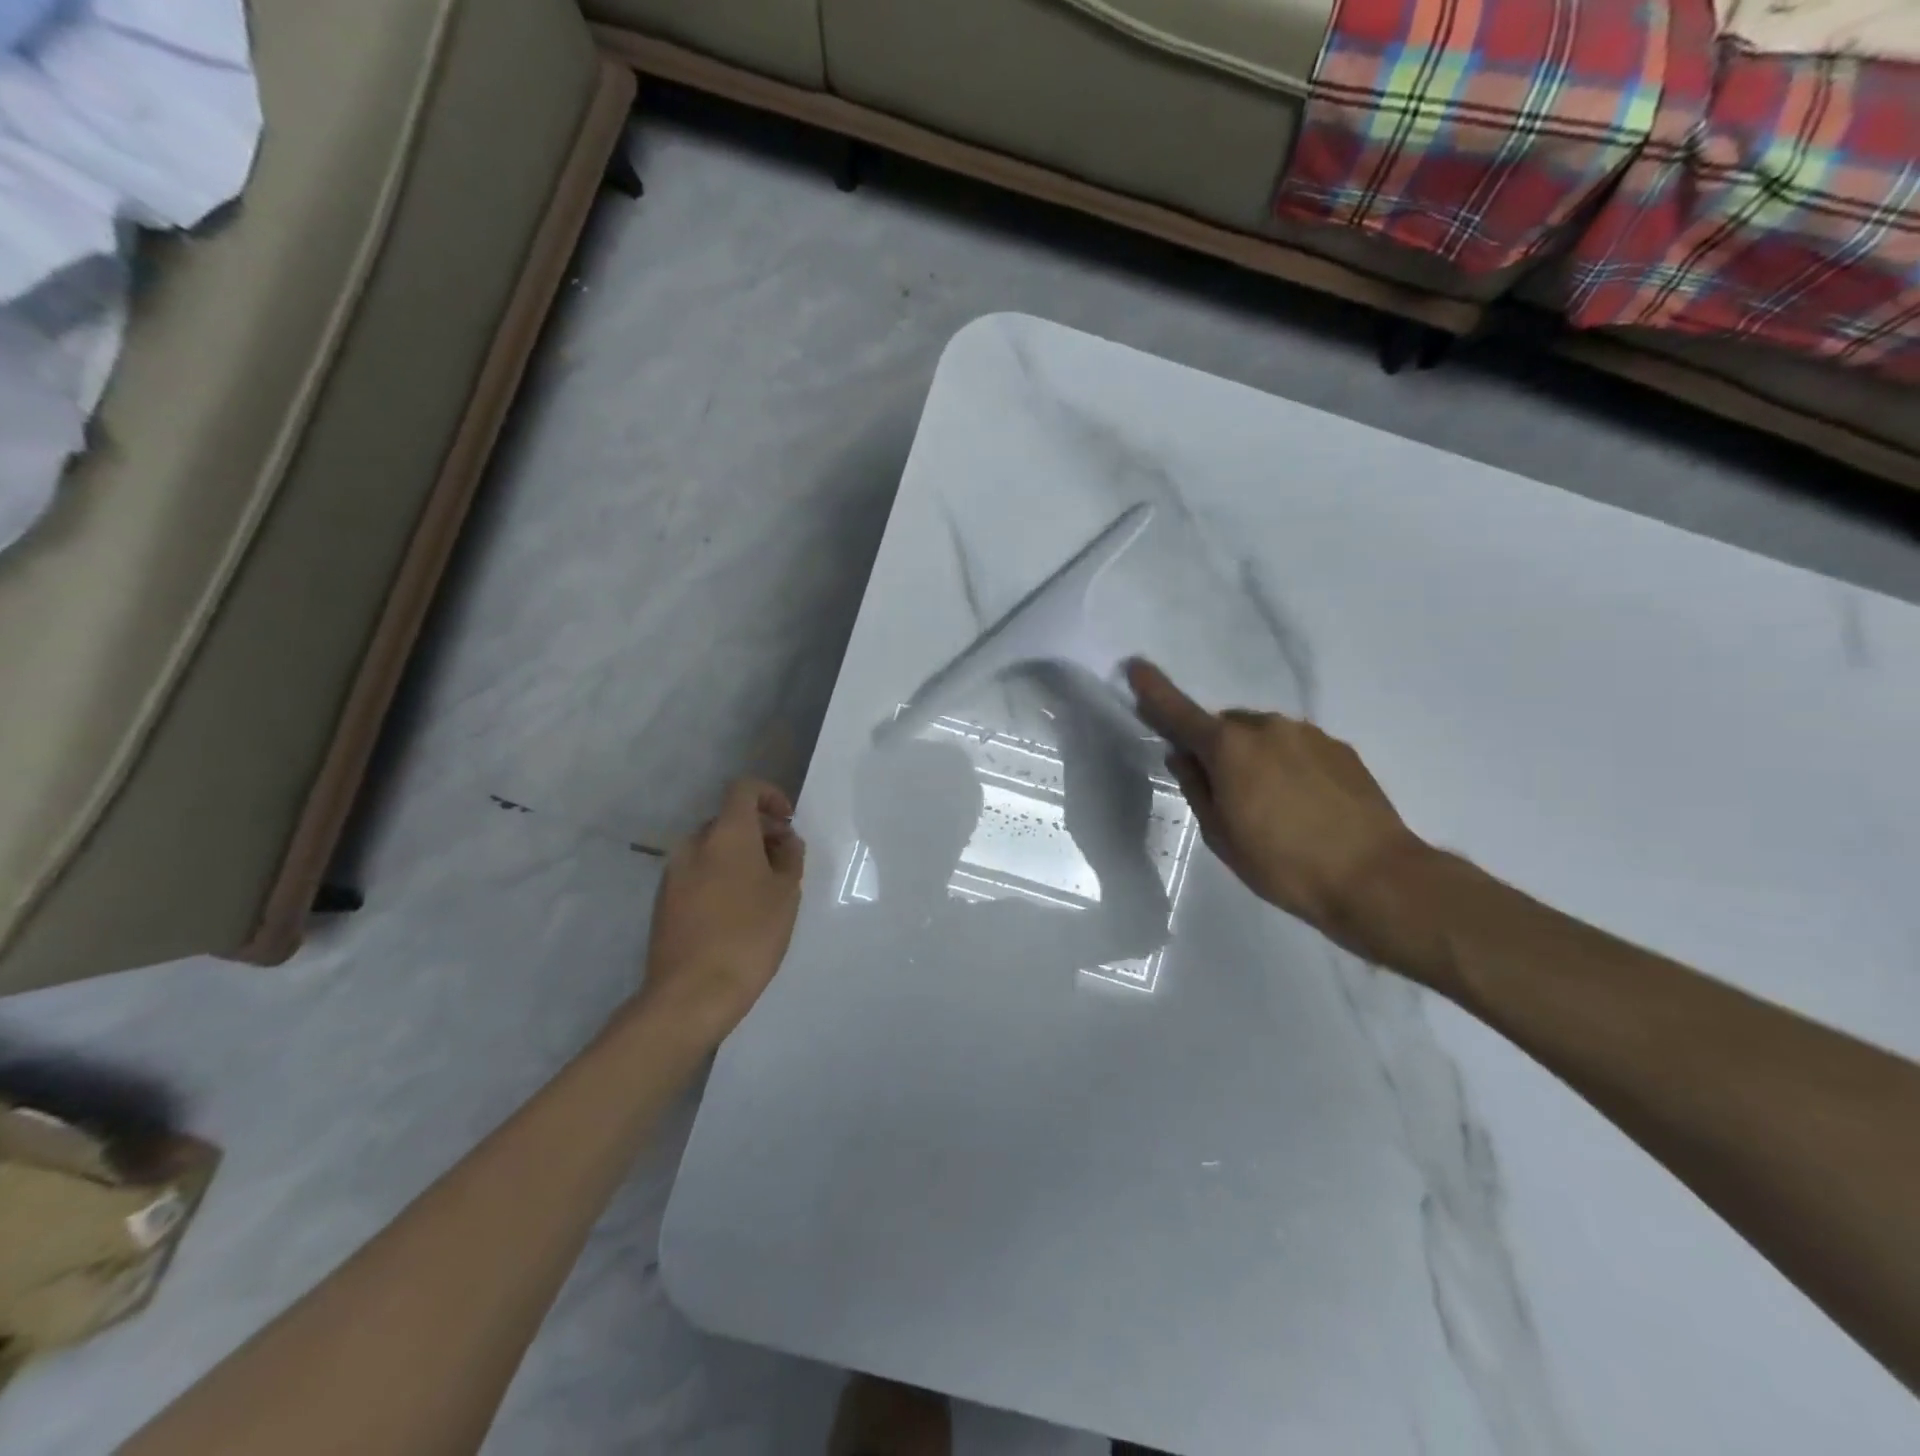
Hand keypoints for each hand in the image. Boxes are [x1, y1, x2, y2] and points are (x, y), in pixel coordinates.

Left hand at [637, 779, 805, 1044]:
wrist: (691, 994)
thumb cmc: (748, 936)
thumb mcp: (786, 894)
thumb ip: (789, 857)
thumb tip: (784, 840)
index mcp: (726, 834)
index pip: (744, 789)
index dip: (770, 795)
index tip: (788, 821)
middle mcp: (693, 844)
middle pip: (728, 820)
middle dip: (758, 831)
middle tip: (784, 860)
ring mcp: (673, 873)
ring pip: (712, 848)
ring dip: (739, 855)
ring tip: (763, 889)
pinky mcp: (664, 901)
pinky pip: (698, 872)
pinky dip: (719, 876)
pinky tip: (737, 911)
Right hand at [1127, 660, 1424, 947]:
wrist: (1375, 877)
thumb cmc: (1283, 864)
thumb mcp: (1222, 835)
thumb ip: (1197, 788)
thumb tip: (1183, 756)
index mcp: (1229, 748)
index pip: (1179, 713)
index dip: (1154, 691)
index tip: (1135, 666)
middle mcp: (1268, 728)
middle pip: (1226, 727)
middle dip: (1217, 749)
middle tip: (1224, 793)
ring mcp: (1308, 735)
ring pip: (1264, 737)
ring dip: (1255, 758)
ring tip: (1270, 807)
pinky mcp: (1340, 749)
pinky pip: (1297, 748)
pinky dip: (1287, 767)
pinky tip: (1302, 805)